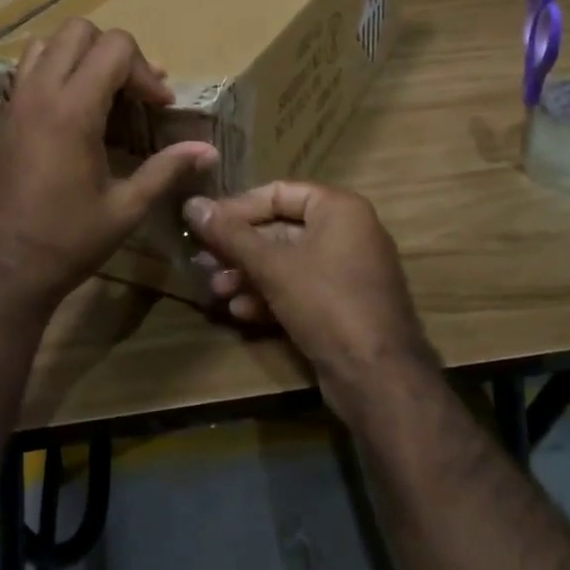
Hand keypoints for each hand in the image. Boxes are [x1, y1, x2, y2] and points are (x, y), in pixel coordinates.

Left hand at [0, 19, 218, 307]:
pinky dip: (57, 69)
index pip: (115, 48)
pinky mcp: (5, 116)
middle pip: (80, 30)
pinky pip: (30, 67)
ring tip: (104, 90)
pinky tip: (75, 107)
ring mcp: (17, 101)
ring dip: (82, 55)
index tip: (160, 106)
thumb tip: (209, 150)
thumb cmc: (68, 240)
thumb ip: (166, 169)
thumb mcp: (126, 208)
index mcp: (73, 111)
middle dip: (116, 52)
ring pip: (49, 42)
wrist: (3, 268)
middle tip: (134, 92)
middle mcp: (41, 93)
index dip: (146, 71)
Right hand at [181, 183, 434, 416]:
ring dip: (248, 275)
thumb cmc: (326, 302)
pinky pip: (299, 289)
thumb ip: (230, 235)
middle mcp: (347, 232)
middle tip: (202, 263)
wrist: (378, 377)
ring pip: (286, 263)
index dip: (237, 207)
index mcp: (339, 208)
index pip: (278, 192)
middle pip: (280, 230)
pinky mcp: (342, 306)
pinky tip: (240, 313)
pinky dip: (270, 296)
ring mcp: (346, 271)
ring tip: (215, 291)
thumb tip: (191, 204)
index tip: (203, 224)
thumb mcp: (273, 266)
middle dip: (239, 249)